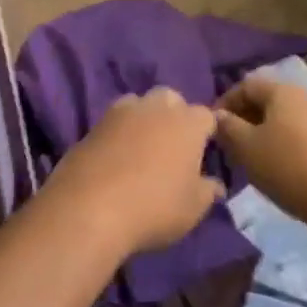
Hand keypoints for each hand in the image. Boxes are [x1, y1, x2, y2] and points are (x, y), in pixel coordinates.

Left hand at [45, 88, 224, 255]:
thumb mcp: (193, 208)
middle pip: (171, 99)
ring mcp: (122, 111)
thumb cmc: (155, 206)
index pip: (206, 115)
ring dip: (145, 117)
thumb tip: (215, 184)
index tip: (204, 152)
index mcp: (187, 123)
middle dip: (175, 114)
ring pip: (140, 103)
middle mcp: (156, 107)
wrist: (91, 206)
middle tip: (174, 145)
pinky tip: (117, 154)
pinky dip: (120, 131)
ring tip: (144, 147)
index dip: (206, 132)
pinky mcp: (94, 123)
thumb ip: (207, 191)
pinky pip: (114, 119)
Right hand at [215, 75, 306, 228]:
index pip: (245, 85)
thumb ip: (227, 127)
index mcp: (283, 90)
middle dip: (245, 118)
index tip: (212, 126)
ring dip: (265, 132)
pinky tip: (281, 167)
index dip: (225, 102)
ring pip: (286, 119)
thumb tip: (217, 116)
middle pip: (267, 100)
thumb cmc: (288, 167)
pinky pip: (303, 134)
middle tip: (230, 143)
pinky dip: (286, 144)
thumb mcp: (246, 148)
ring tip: (253, 157)